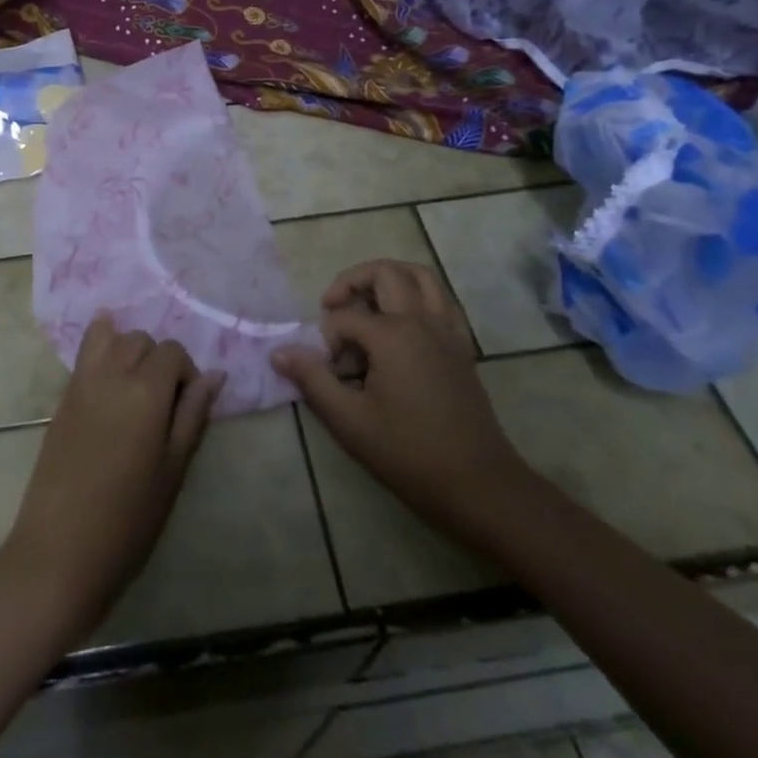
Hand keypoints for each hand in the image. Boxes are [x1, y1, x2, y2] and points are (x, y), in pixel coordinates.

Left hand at [2, 316, 223, 636]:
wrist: (60, 551)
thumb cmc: (128, 519)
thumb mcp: (173, 470)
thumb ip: (193, 415)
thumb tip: (216, 375)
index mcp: (146, 391)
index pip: (173, 352)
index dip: (186, 373)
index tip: (187, 408)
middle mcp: (112, 374)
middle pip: (140, 340)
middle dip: (157, 360)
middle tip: (162, 402)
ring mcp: (81, 384)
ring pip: (109, 338)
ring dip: (127, 350)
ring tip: (134, 386)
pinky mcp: (61, 399)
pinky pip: (83, 354)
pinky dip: (99, 347)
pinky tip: (108, 369)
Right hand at [273, 260, 528, 533]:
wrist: (477, 484)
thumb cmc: (408, 453)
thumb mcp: (349, 421)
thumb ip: (312, 380)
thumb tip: (279, 352)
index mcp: (393, 335)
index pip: (345, 318)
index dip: (327, 339)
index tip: (326, 371)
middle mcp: (422, 321)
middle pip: (386, 273)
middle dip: (353, 281)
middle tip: (333, 305)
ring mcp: (447, 330)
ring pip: (421, 276)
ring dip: (390, 277)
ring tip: (367, 301)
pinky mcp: (462, 346)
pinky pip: (441, 300)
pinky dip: (418, 296)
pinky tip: (402, 324)